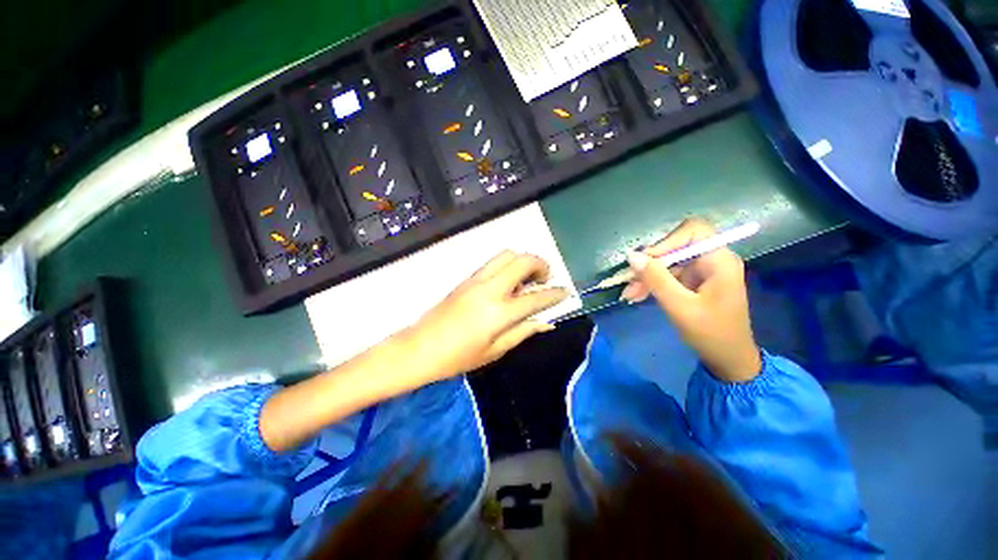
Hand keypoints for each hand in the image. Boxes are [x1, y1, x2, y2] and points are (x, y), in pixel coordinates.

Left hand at [398, 251, 567, 380]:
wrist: (420, 347)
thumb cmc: (458, 358)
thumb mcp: (495, 351)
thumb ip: (522, 332)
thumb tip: (545, 323)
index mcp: (499, 312)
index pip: (536, 297)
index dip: (555, 293)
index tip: (566, 291)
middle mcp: (490, 288)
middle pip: (522, 261)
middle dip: (541, 264)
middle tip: (545, 279)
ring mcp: (476, 280)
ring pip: (507, 254)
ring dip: (523, 261)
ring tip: (526, 278)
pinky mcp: (467, 278)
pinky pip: (493, 262)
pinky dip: (508, 265)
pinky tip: (508, 282)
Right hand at [620, 218, 760, 381]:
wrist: (728, 359)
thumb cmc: (711, 335)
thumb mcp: (680, 307)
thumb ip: (656, 280)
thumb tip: (632, 256)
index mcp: (719, 261)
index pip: (693, 231)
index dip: (666, 241)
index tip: (644, 261)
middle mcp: (712, 260)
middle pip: (675, 247)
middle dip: (650, 264)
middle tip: (628, 282)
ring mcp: (702, 271)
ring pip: (667, 262)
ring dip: (646, 276)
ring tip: (629, 294)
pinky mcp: (693, 281)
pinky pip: (668, 275)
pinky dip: (652, 284)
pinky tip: (636, 296)